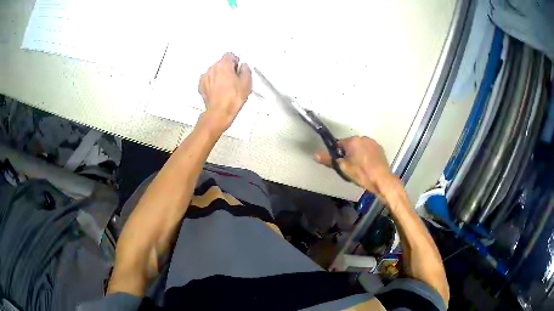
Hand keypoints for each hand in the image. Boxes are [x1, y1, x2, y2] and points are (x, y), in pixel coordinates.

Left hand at [198, 53, 251, 132]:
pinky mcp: (201, 86)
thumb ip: (246, 70)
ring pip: (214, 72)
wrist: (220, 112)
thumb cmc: (232, 99)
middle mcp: (212, 68)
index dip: (235, 61)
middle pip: (221, 63)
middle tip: (234, 80)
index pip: (230, 55)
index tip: (238, 68)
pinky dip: (213, 83)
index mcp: (224, 64)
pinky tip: (219, 91)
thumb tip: (243, 67)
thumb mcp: (247, 83)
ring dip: (219, 76)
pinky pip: (208, 80)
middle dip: (227, 69)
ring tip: (226, 87)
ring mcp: (205, 77)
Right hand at [314, 136, 395, 194]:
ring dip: (358, 154)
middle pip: (351, 145)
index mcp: (353, 141)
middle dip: (349, 153)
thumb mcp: (343, 168)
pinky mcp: (380, 149)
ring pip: (360, 147)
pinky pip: (369, 150)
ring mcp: (373, 143)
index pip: (339, 144)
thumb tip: (315, 154)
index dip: (338, 154)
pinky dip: (366, 156)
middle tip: (350, 167)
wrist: (382, 180)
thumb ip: (329, 160)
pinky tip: (368, 166)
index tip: (341, 163)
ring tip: (360, 168)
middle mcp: (363, 138)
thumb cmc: (361, 173)